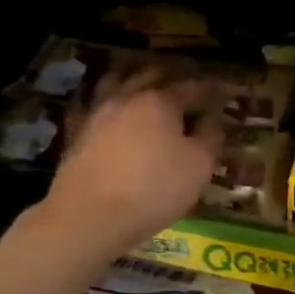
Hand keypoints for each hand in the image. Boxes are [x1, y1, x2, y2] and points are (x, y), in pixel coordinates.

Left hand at [44, 71, 223, 254]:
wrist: (89, 215)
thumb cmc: (153, 189)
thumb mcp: (198, 166)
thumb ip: (209, 138)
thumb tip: (211, 119)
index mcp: (160, 101)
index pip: (190, 87)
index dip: (207, 89)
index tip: (218, 91)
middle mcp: (126, 98)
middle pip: (149, 77)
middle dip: (167, 77)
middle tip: (180, 84)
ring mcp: (97, 114)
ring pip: (115, 84)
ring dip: (131, 80)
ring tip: (141, 86)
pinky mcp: (76, 135)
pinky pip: (93, 108)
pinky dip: (104, 103)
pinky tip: (108, 111)